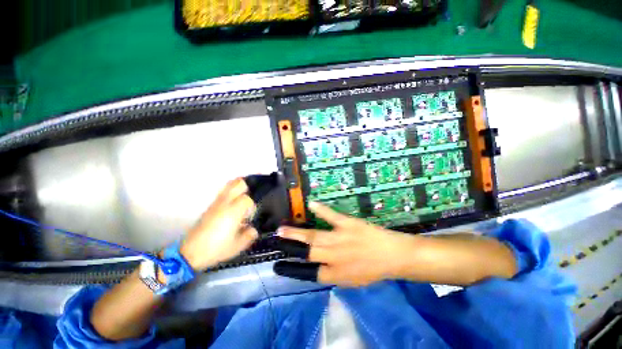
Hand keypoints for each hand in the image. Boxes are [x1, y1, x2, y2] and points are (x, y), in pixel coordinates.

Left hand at [179, 178, 257, 270]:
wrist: (190, 253)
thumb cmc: (216, 248)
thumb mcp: (238, 246)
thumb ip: (250, 235)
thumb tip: (254, 229)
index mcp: (233, 211)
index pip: (248, 198)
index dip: (254, 204)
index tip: (255, 213)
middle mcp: (225, 203)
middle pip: (238, 183)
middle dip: (249, 184)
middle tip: (256, 189)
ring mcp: (216, 203)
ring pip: (229, 185)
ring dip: (239, 185)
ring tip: (248, 191)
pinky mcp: (210, 206)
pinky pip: (223, 192)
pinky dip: (232, 191)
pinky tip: (235, 200)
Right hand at [274, 202, 419, 286]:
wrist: (393, 255)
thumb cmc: (374, 270)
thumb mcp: (353, 281)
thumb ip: (334, 276)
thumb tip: (318, 269)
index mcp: (336, 274)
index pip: (310, 272)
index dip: (294, 269)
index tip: (281, 264)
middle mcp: (334, 257)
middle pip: (308, 252)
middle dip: (291, 247)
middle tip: (277, 239)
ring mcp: (340, 239)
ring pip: (314, 236)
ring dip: (297, 232)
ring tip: (283, 229)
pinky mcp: (347, 224)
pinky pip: (331, 216)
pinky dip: (321, 209)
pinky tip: (311, 204)